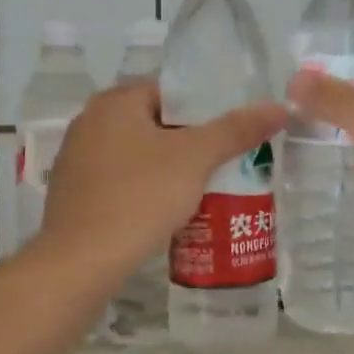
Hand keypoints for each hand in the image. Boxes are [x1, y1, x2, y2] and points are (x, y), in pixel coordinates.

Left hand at [41, 81, 286, 274]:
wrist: (81, 261)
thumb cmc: (140, 196)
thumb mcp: (195, 159)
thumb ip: (236, 130)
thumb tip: (280, 107)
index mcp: (115, 101)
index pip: (169, 91)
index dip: (204, 110)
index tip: (229, 134)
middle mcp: (90, 122)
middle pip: (154, 123)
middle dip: (188, 142)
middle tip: (223, 163)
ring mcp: (77, 159)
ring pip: (137, 154)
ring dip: (167, 168)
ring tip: (203, 189)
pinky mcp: (74, 194)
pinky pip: (120, 181)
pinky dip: (144, 189)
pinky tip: (166, 212)